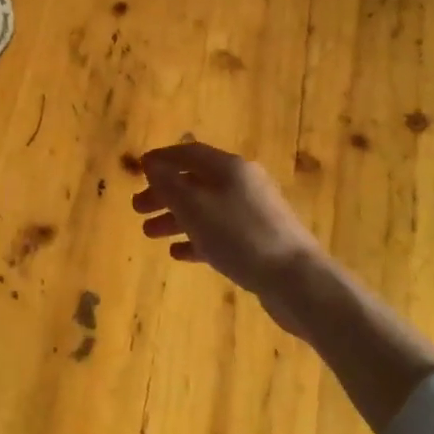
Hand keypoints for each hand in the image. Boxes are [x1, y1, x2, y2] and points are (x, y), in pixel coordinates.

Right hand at [132, 143, 326, 332]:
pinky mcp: (259, 241)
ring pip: (206, 208)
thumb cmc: (240, 237)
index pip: (189, 153)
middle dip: (165, 193)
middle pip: (196, 181)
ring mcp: (253, 213)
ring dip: (176, 218)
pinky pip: (220, 233)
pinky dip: (197, 239)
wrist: (297, 280)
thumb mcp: (196, 208)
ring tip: (149, 234)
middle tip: (137, 208)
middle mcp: (243, 184)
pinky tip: (178, 253)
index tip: (138, 170)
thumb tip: (152, 164)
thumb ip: (170, 185)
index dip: (162, 159)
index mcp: (229, 168)